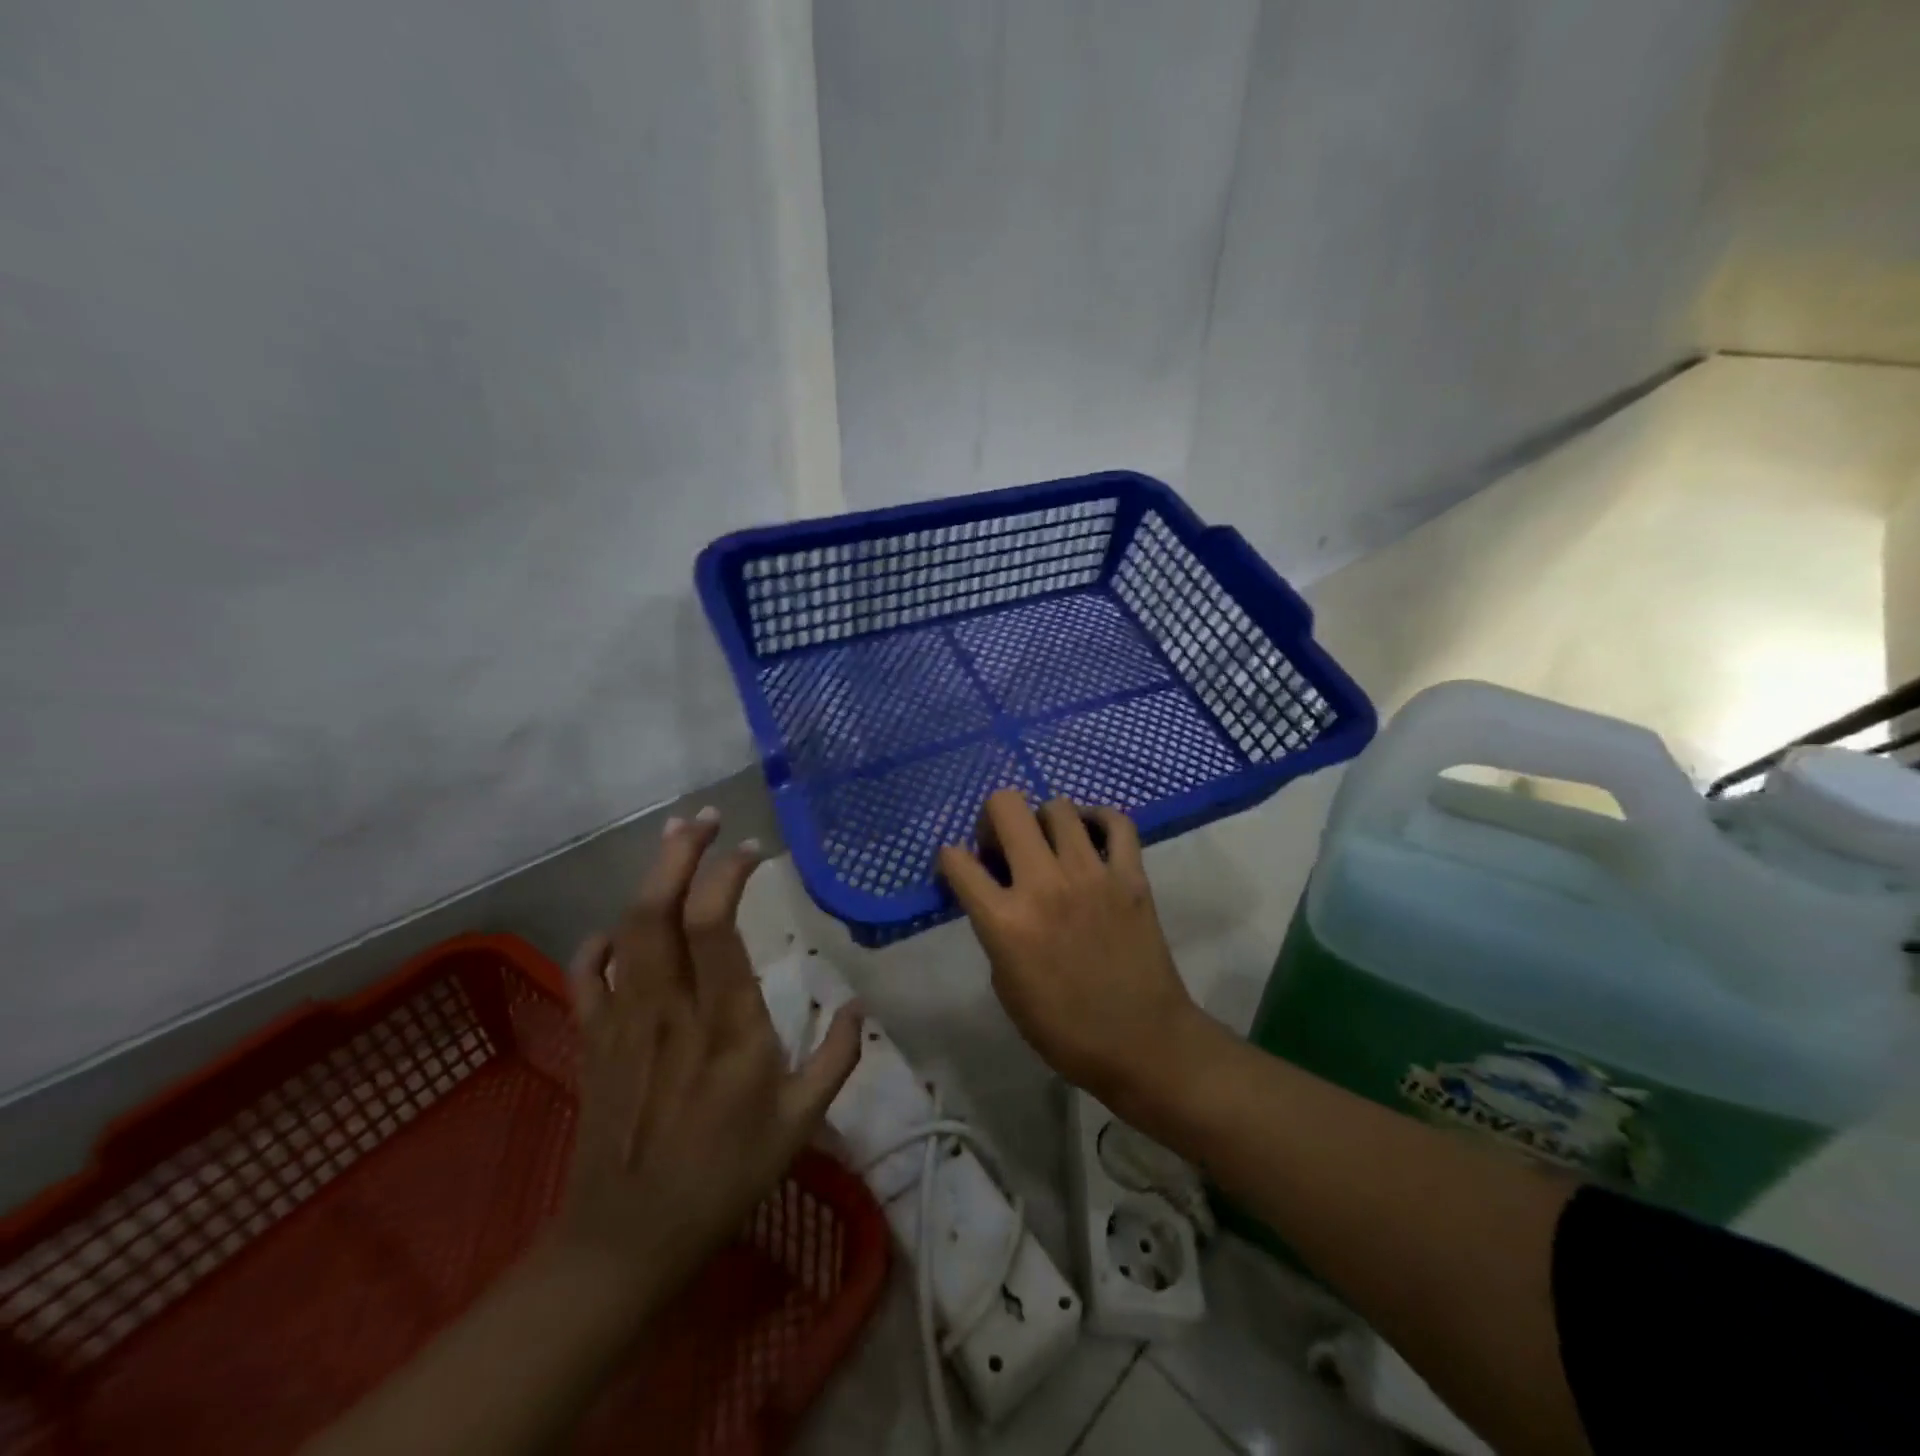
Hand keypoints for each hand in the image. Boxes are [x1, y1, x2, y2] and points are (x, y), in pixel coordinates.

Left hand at [550, 812, 862, 1307]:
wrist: (627, 1241)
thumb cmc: (723, 1177)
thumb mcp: (799, 1124)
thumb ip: (837, 1059)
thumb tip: (861, 1006)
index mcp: (727, 1024)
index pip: (718, 925)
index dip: (730, 874)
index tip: (754, 850)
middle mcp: (671, 1008)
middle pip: (661, 909)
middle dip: (680, 852)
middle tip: (705, 818)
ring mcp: (625, 1021)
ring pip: (628, 929)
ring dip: (649, 876)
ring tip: (673, 840)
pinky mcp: (593, 1039)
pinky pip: (588, 972)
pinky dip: (602, 939)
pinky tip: (622, 928)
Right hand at [936, 791, 1213, 1112]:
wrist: (1142, 1043)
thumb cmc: (1064, 1028)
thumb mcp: (1006, 986)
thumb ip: (995, 930)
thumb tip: (996, 894)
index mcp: (1005, 921)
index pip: (957, 861)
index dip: (951, 859)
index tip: (961, 867)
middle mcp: (1044, 885)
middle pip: (1006, 806)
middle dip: (993, 818)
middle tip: (1003, 846)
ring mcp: (1092, 874)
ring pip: (1057, 807)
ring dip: (1042, 820)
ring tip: (1049, 845)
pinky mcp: (1131, 875)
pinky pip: (1117, 822)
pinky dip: (1099, 820)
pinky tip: (1090, 837)